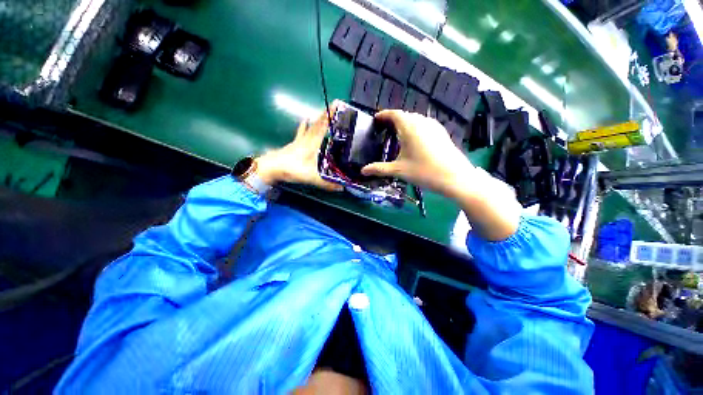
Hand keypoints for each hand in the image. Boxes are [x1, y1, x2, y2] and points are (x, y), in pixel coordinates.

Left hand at [256, 102, 342, 191]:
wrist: (271, 168)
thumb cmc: (292, 169)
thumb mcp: (312, 178)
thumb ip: (327, 184)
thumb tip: (343, 188)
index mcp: (313, 143)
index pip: (323, 126)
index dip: (330, 115)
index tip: (337, 104)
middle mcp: (307, 139)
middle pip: (318, 123)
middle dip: (327, 114)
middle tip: (334, 105)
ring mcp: (300, 140)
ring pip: (311, 126)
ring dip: (318, 118)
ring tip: (324, 111)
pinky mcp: (295, 144)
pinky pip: (302, 132)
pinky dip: (304, 126)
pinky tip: (305, 120)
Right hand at [361, 110, 474, 196]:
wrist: (455, 177)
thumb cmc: (423, 172)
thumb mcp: (398, 170)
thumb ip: (379, 169)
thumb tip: (362, 171)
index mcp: (409, 127)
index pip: (394, 114)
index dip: (384, 114)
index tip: (376, 118)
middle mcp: (422, 122)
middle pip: (405, 115)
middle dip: (394, 119)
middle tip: (385, 129)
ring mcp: (434, 126)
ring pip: (416, 119)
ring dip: (406, 123)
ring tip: (398, 134)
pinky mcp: (442, 133)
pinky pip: (425, 125)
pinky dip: (416, 128)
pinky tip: (415, 140)